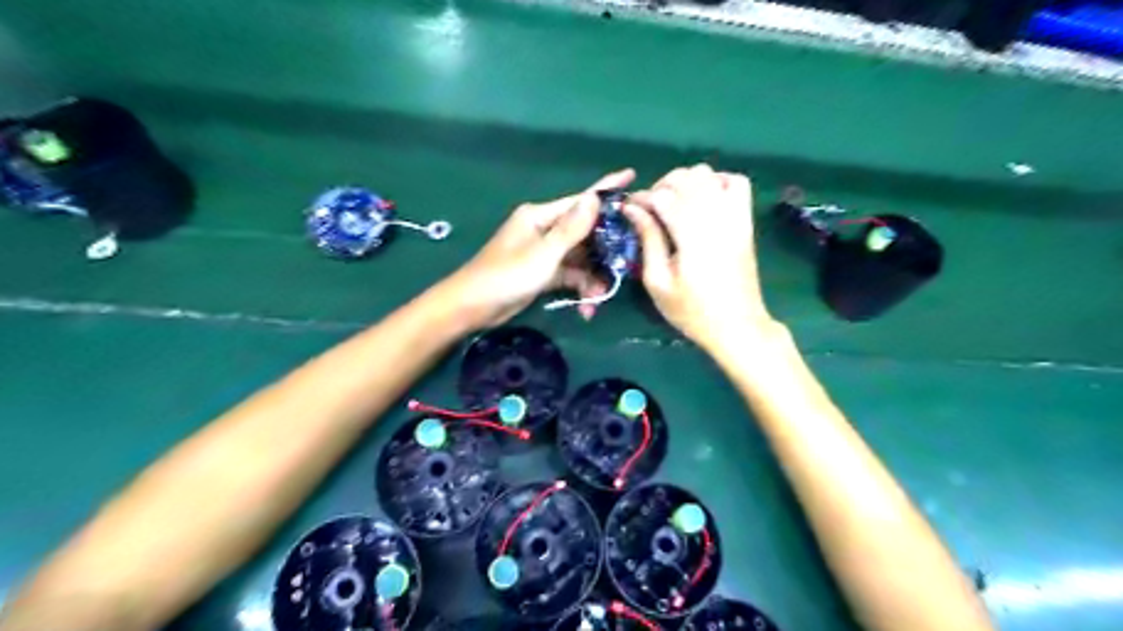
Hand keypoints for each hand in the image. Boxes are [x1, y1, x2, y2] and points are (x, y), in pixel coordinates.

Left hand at [439, 168, 634, 330]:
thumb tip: (595, 197)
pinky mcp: (542, 273)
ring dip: (591, 277)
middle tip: (626, 263)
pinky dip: (578, 288)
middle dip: (604, 252)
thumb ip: (572, 229)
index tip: (633, 176)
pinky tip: (587, 307)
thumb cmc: (507, 275)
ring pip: (579, 258)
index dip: (607, 190)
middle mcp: (543, 230)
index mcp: (540, 216)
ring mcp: (543, 253)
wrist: (473, 307)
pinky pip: (569, 276)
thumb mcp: (544, 253)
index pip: (580, 201)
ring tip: (599, 297)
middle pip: (584, 233)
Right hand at [624, 164, 772, 348]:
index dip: (641, 199)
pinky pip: (736, 182)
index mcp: (691, 235)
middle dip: (661, 187)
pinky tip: (704, 199)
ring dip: (686, 182)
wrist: (737, 325)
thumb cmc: (691, 310)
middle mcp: (715, 217)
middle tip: (650, 210)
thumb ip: (647, 239)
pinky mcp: (746, 220)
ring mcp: (735, 216)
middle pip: (685, 177)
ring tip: (675, 204)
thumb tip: (633, 209)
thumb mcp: (658, 281)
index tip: (629, 209)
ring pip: (709, 174)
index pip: (662, 196)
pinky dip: (717, 181)